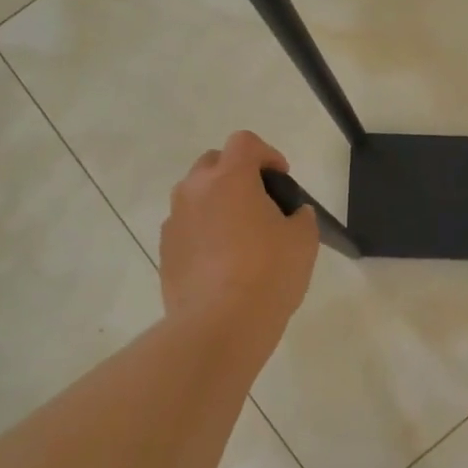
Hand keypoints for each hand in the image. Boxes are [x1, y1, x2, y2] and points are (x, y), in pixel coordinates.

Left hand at [160, 131, 318, 333]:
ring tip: (240, 235)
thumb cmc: (268, 273)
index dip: (267, 154)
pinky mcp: (165, 251)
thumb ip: (299, 217)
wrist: (219, 325)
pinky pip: (186, 228)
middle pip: (213, 163)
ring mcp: (174, 222)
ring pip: (195, 196)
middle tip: (261, 203)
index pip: (244, 142)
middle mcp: (194, 191)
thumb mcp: (303, 240)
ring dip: (217, 203)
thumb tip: (292, 215)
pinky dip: (203, 232)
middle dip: (237, 173)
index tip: (282, 179)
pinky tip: (222, 262)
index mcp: (229, 179)